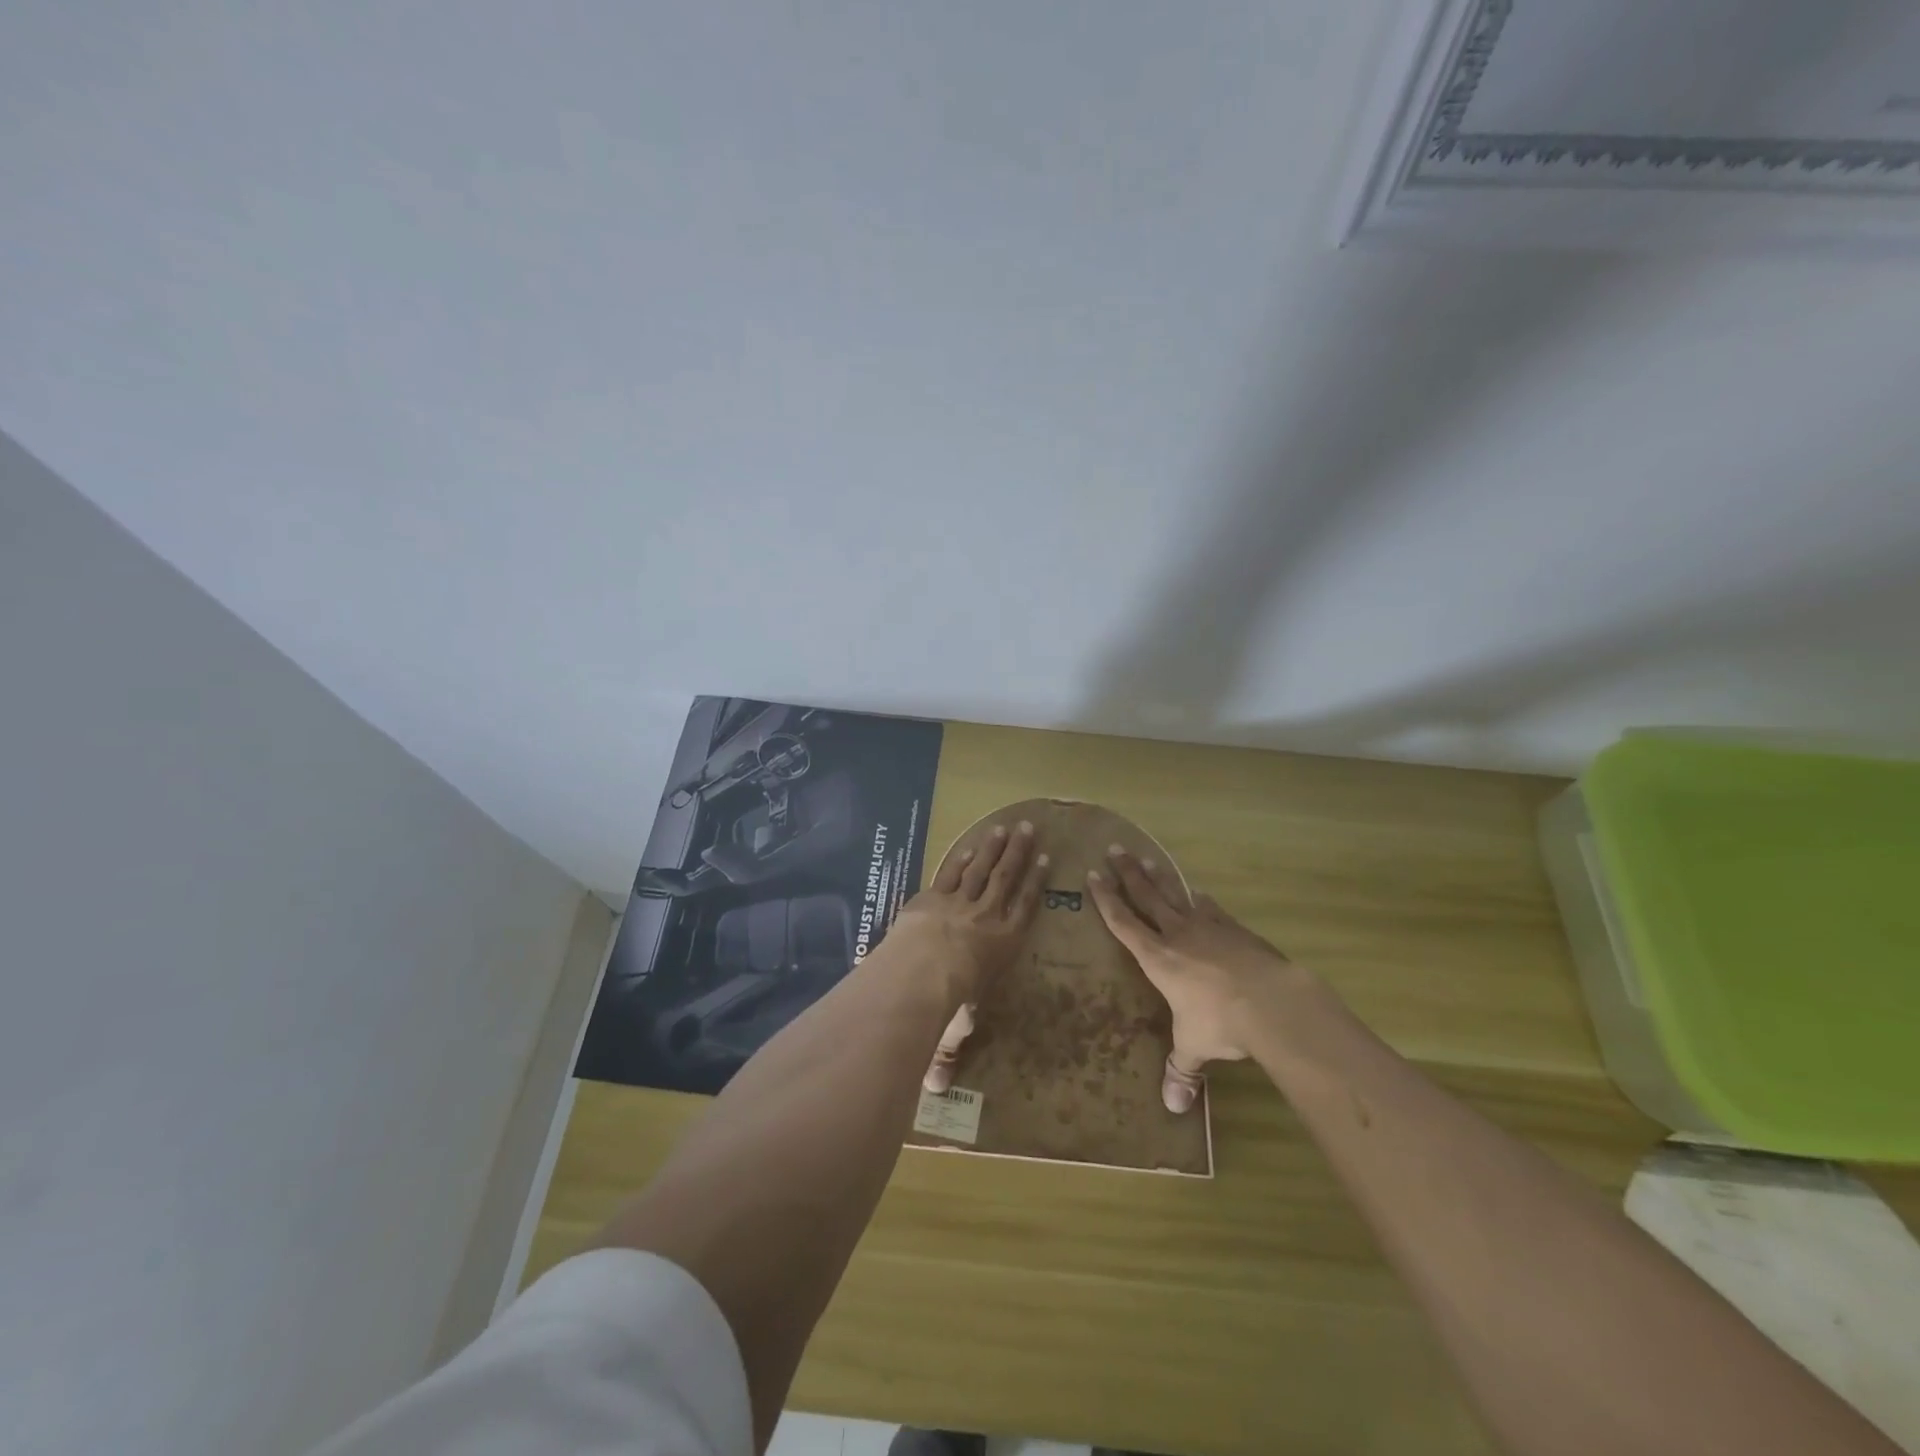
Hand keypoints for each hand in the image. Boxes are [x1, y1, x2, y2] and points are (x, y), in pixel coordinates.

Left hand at [887, 820, 1047, 1089]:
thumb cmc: (950, 1000)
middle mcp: (987, 917)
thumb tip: (931, 1090)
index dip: (1035, 883)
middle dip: (1019, 852)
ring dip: (995, 846)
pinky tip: (972, 843)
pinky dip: (964, 856)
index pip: (1025, 908)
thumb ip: (944, 1052)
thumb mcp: (952, 1027)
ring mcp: (960, 902)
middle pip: (1007, 878)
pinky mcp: (934, 896)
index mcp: (1003, 944)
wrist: (923, 969)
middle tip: (1029, 828)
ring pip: (983, 868)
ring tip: (1006, 826)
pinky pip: (953, 871)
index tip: (1045, 861)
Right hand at [1086, 847, 1294, 1112]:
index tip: (1093, 876)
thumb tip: (1174, 1107)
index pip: (1124, 923)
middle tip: (1114, 849)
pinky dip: (1201, 900)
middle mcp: (1178, 935)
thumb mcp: (1194, 1047)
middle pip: (1147, 897)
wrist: (1271, 1000)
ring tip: (1147, 858)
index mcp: (1158, 959)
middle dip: (1128, 874)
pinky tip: (1199, 893)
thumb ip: (1182, 1070)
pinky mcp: (1236, 929)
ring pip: (1176, 895)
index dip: (1107, 900)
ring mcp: (1209, 927)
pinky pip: (1211, 909)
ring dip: (1160, 878)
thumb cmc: (1220, 1022)